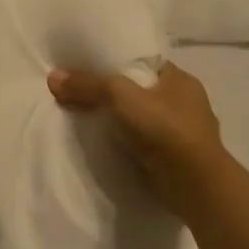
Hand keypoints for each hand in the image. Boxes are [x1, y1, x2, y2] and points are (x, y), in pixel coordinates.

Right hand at [48, 62, 228, 214]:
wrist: (195, 185)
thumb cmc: (165, 129)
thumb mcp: (120, 96)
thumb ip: (88, 85)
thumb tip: (53, 78)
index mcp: (181, 80)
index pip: (144, 64)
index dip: (116, 63)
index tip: (87, 68)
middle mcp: (185, 103)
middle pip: (139, 91)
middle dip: (112, 94)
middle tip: (79, 94)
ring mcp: (182, 133)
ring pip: (140, 119)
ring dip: (118, 121)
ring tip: (85, 120)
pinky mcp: (174, 158)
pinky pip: (142, 143)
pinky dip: (125, 143)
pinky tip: (104, 144)